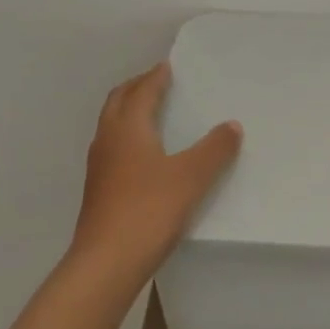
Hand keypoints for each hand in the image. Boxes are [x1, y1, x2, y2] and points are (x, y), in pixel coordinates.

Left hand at [67, 63, 241, 292]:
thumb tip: (232, 125)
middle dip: (136, 88)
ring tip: (150, 113)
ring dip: (128, 111)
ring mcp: (98, 167)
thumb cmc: (149, 210)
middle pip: (118, 102)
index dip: (156, 77)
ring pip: (111, 125)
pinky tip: (143, 156)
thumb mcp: (191, 177)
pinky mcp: (97, 190)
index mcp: (128, 128)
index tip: (168, 66)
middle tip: (156, 82)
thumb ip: (214, 149)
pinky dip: (126, 137)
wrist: (106, 262)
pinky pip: (112, 148)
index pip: (141, 91)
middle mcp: (107, 140)